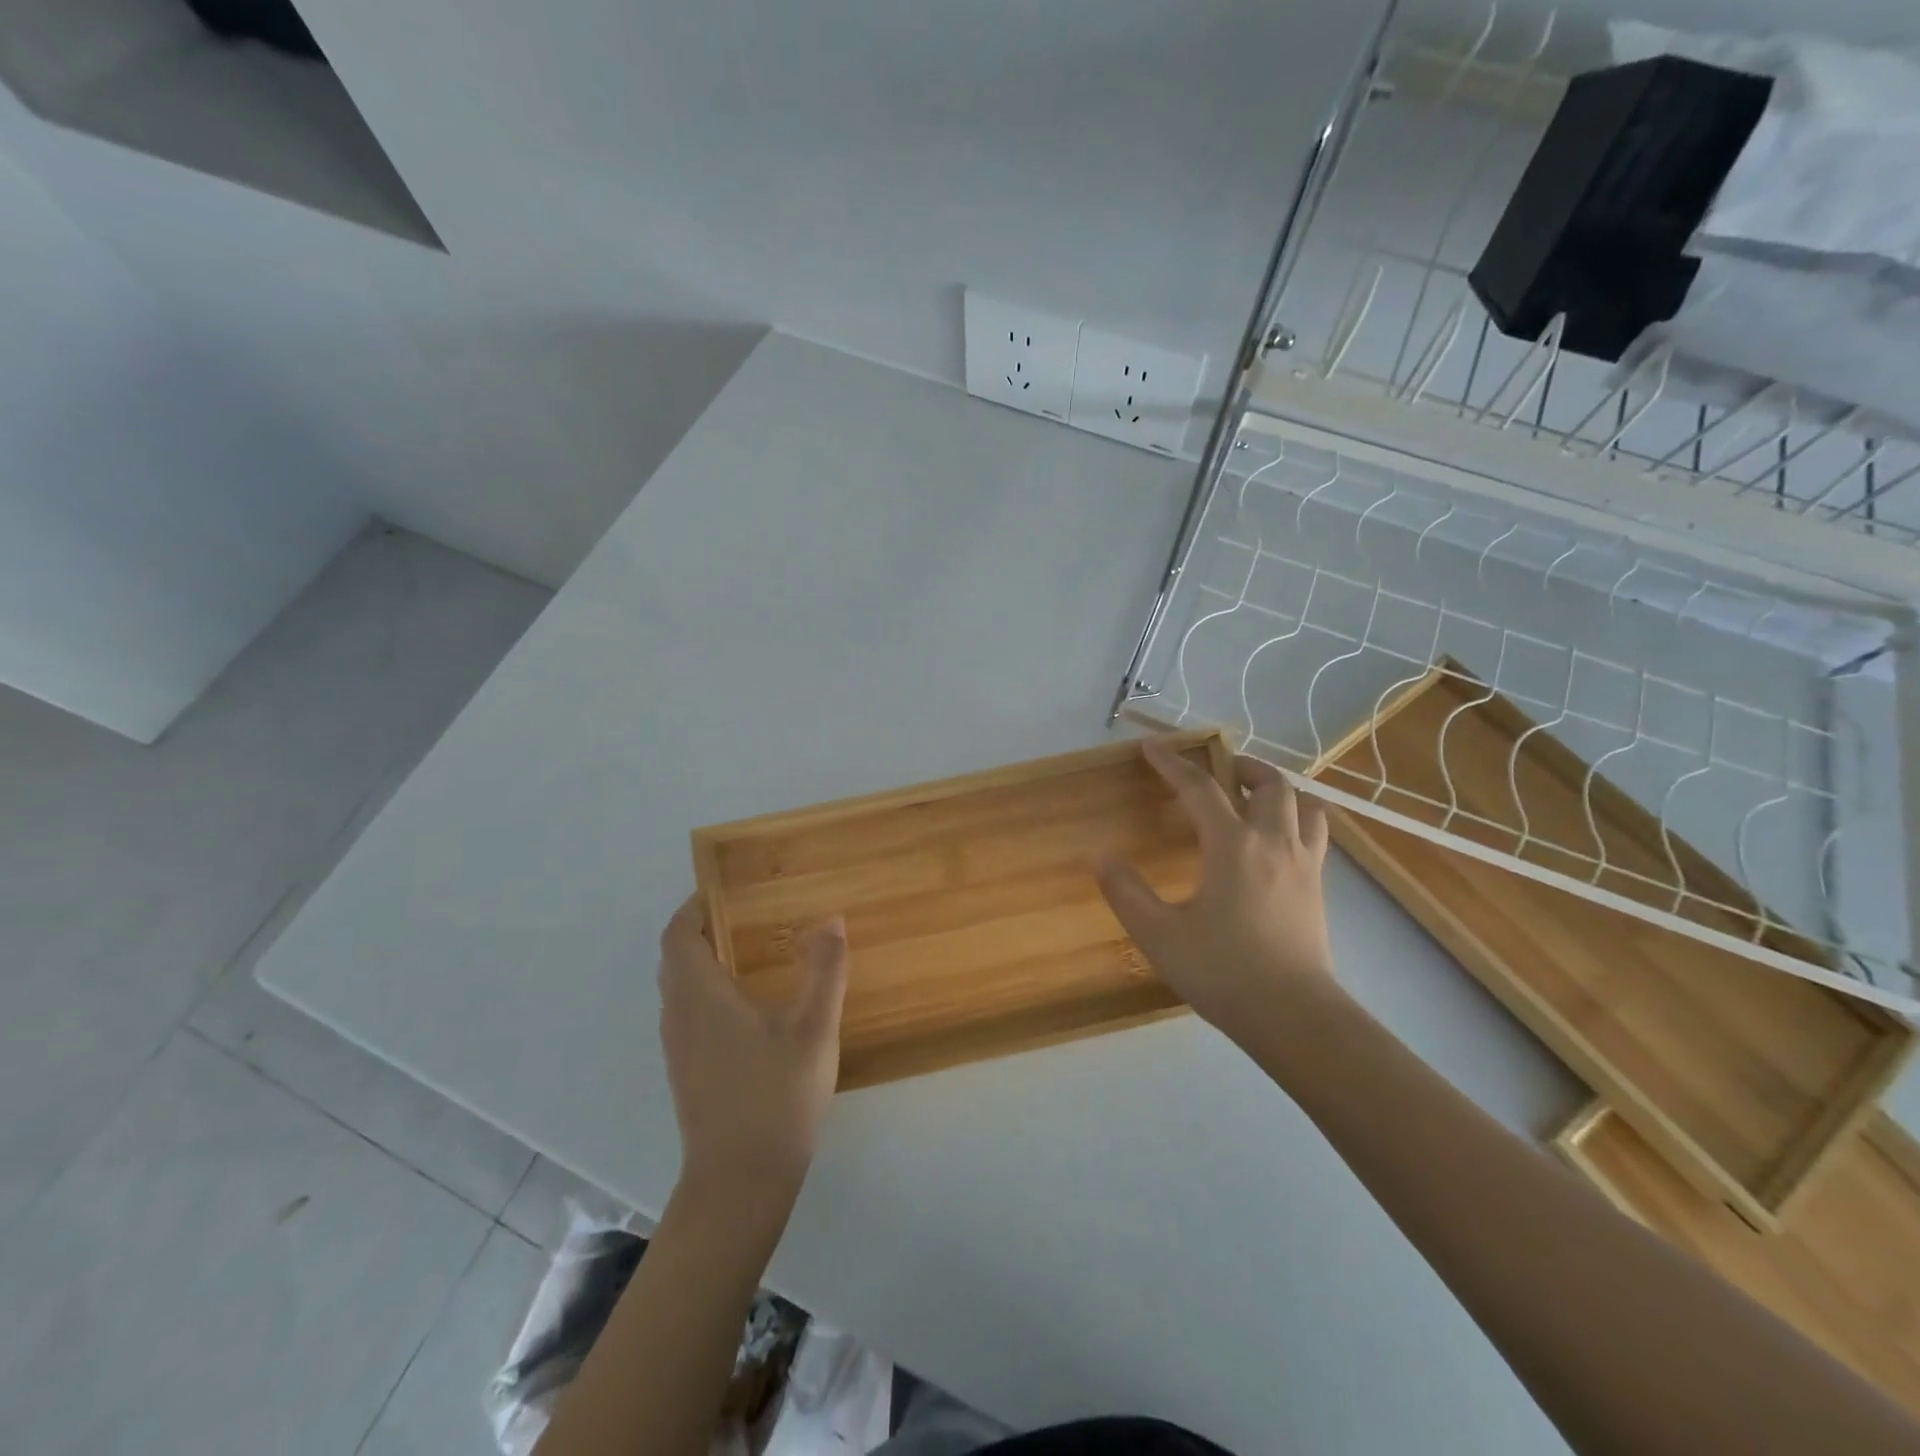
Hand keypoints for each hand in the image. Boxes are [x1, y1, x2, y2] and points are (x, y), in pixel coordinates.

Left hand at [658, 894, 848, 1196]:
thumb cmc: (775, 1097)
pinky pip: (688, 1012)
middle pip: (676, 958)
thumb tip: (831, 920)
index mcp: (699, 996)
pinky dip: (708, 991)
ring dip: (705, 961)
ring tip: (753, 952)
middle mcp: (678, 1015)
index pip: (678, 934)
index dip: (695, 906)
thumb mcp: (813, 1029)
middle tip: (749, 916)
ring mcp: (678, 1047)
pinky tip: (749, 1006)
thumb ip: (824, 971)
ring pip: (680, 987)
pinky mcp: (686, 1071)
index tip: (727, 890)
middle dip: (704, 930)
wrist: (739, 1182)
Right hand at [1096, 738, 1337, 1039]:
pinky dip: (1297, 818)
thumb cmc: (1223, 972)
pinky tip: (1277, 841)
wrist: (1294, 1017)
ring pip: (1302, 804)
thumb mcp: (1159, 935)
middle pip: (1269, 783)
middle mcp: (1273, 842)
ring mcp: (1304, 864)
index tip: (1152, 746)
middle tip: (1217, 772)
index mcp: (1232, 845)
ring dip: (1277, 789)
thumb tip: (1100, 857)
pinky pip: (1315, 834)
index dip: (1173, 763)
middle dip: (1240, 766)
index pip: (1199, 788)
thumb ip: (1126, 893)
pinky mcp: (1318, 887)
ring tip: (1253, 797)